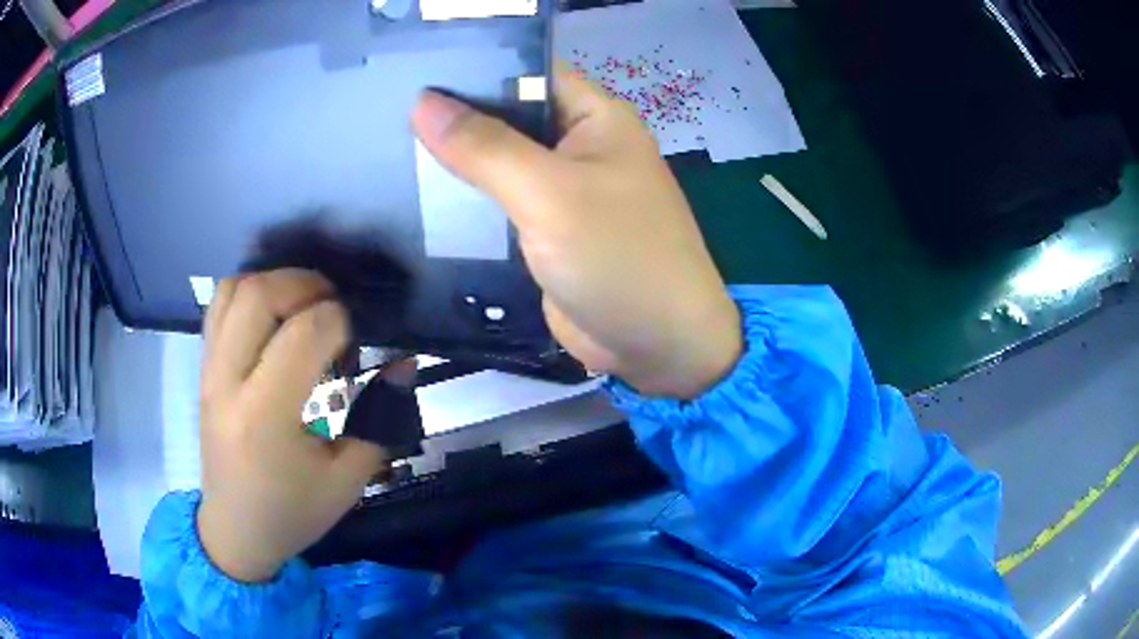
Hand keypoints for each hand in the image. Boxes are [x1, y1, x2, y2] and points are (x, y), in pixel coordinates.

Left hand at [196, 269, 385, 581]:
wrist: (236, 530)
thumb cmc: (292, 512)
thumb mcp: (347, 479)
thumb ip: (379, 418)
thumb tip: (404, 363)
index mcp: (266, 417)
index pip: (304, 334)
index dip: (341, 319)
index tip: (359, 336)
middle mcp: (229, 382)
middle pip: (260, 295)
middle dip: (305, 285)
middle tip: (334, 306)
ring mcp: (209, 371)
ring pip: (234, 291)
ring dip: (274, 283)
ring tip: (302, 305)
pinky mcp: (203, 369)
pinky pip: (219, 307)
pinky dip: (249, 293)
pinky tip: (273, 316)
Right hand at [412, 69, 741, 398]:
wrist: (657, 346)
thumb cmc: (619, 257)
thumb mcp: (549, 193)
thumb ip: (485, 148)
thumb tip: (423, 103)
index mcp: (595, 117)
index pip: (526, 72)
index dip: (473, 70)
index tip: (411, 75)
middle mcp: (578, 144)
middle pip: (507, 117)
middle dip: (454, 118)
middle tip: (384, 115)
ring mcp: (561, 189)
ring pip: (498, 162)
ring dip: (454, 162)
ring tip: (386, 148)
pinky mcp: (544, 230)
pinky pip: (497, 204)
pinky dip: (464, 202)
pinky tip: (414, 196)